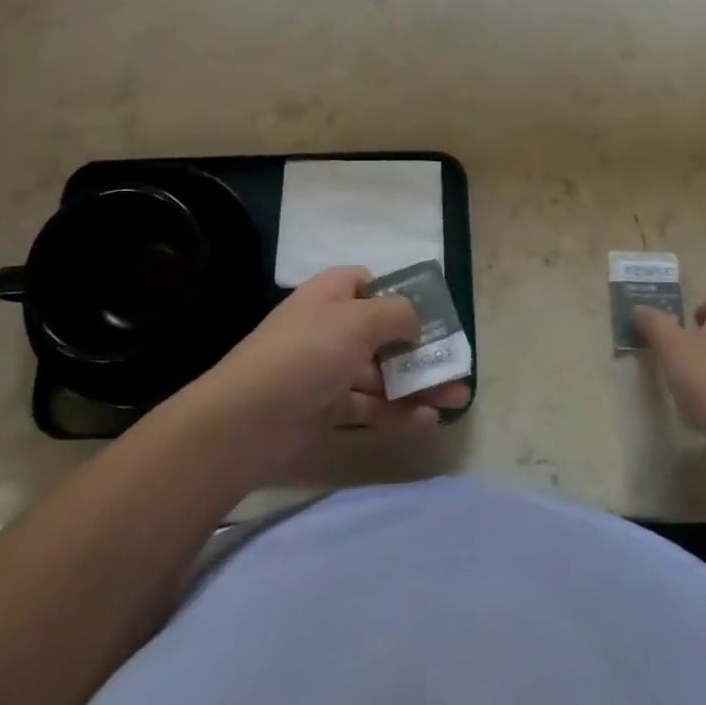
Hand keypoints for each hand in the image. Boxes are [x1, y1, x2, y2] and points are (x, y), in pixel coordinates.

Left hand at [197, 267, 470, 454]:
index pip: (366, 283)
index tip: (429, 313)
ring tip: (458, 399)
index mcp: (330, 295)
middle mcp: (328, 328)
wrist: (246, 421)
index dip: (397, 294)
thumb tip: (416, 322)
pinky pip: (369, 407)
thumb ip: (397, 314)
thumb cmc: (307, 354)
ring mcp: (326, 371)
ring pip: (381, 374)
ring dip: (418, 384)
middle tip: (457, 364)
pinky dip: (397, 412)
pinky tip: (427, 421)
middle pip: (382, 333)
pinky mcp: (324, 409)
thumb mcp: (358, 321)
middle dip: (421, 349)